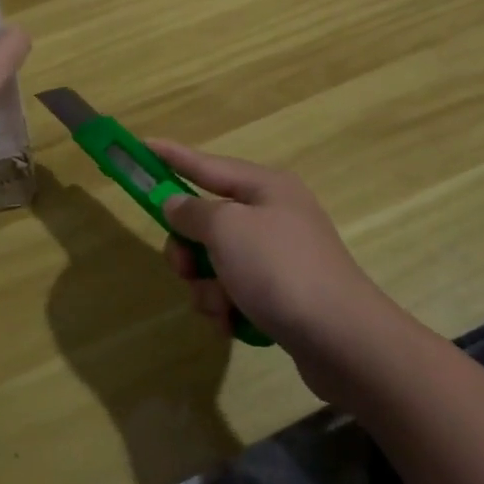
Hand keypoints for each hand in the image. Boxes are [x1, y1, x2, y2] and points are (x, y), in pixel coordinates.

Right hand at [153, 140, 403, 405]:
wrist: (341, 339)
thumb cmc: (279, 269)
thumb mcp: (227, 229)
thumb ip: (192, 212)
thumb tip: (176, 203)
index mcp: (265, 187)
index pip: (206, 164)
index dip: (171, 156)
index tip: (142, 145)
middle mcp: (273, 215)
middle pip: (207, 221)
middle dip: (188, 249)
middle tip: (183, 268)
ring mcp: (279, 257)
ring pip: (215, 262)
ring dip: (207, 287)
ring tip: (223, 306)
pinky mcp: (281, 294)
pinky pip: (235, 292)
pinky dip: (228, 307)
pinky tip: (236, 324)